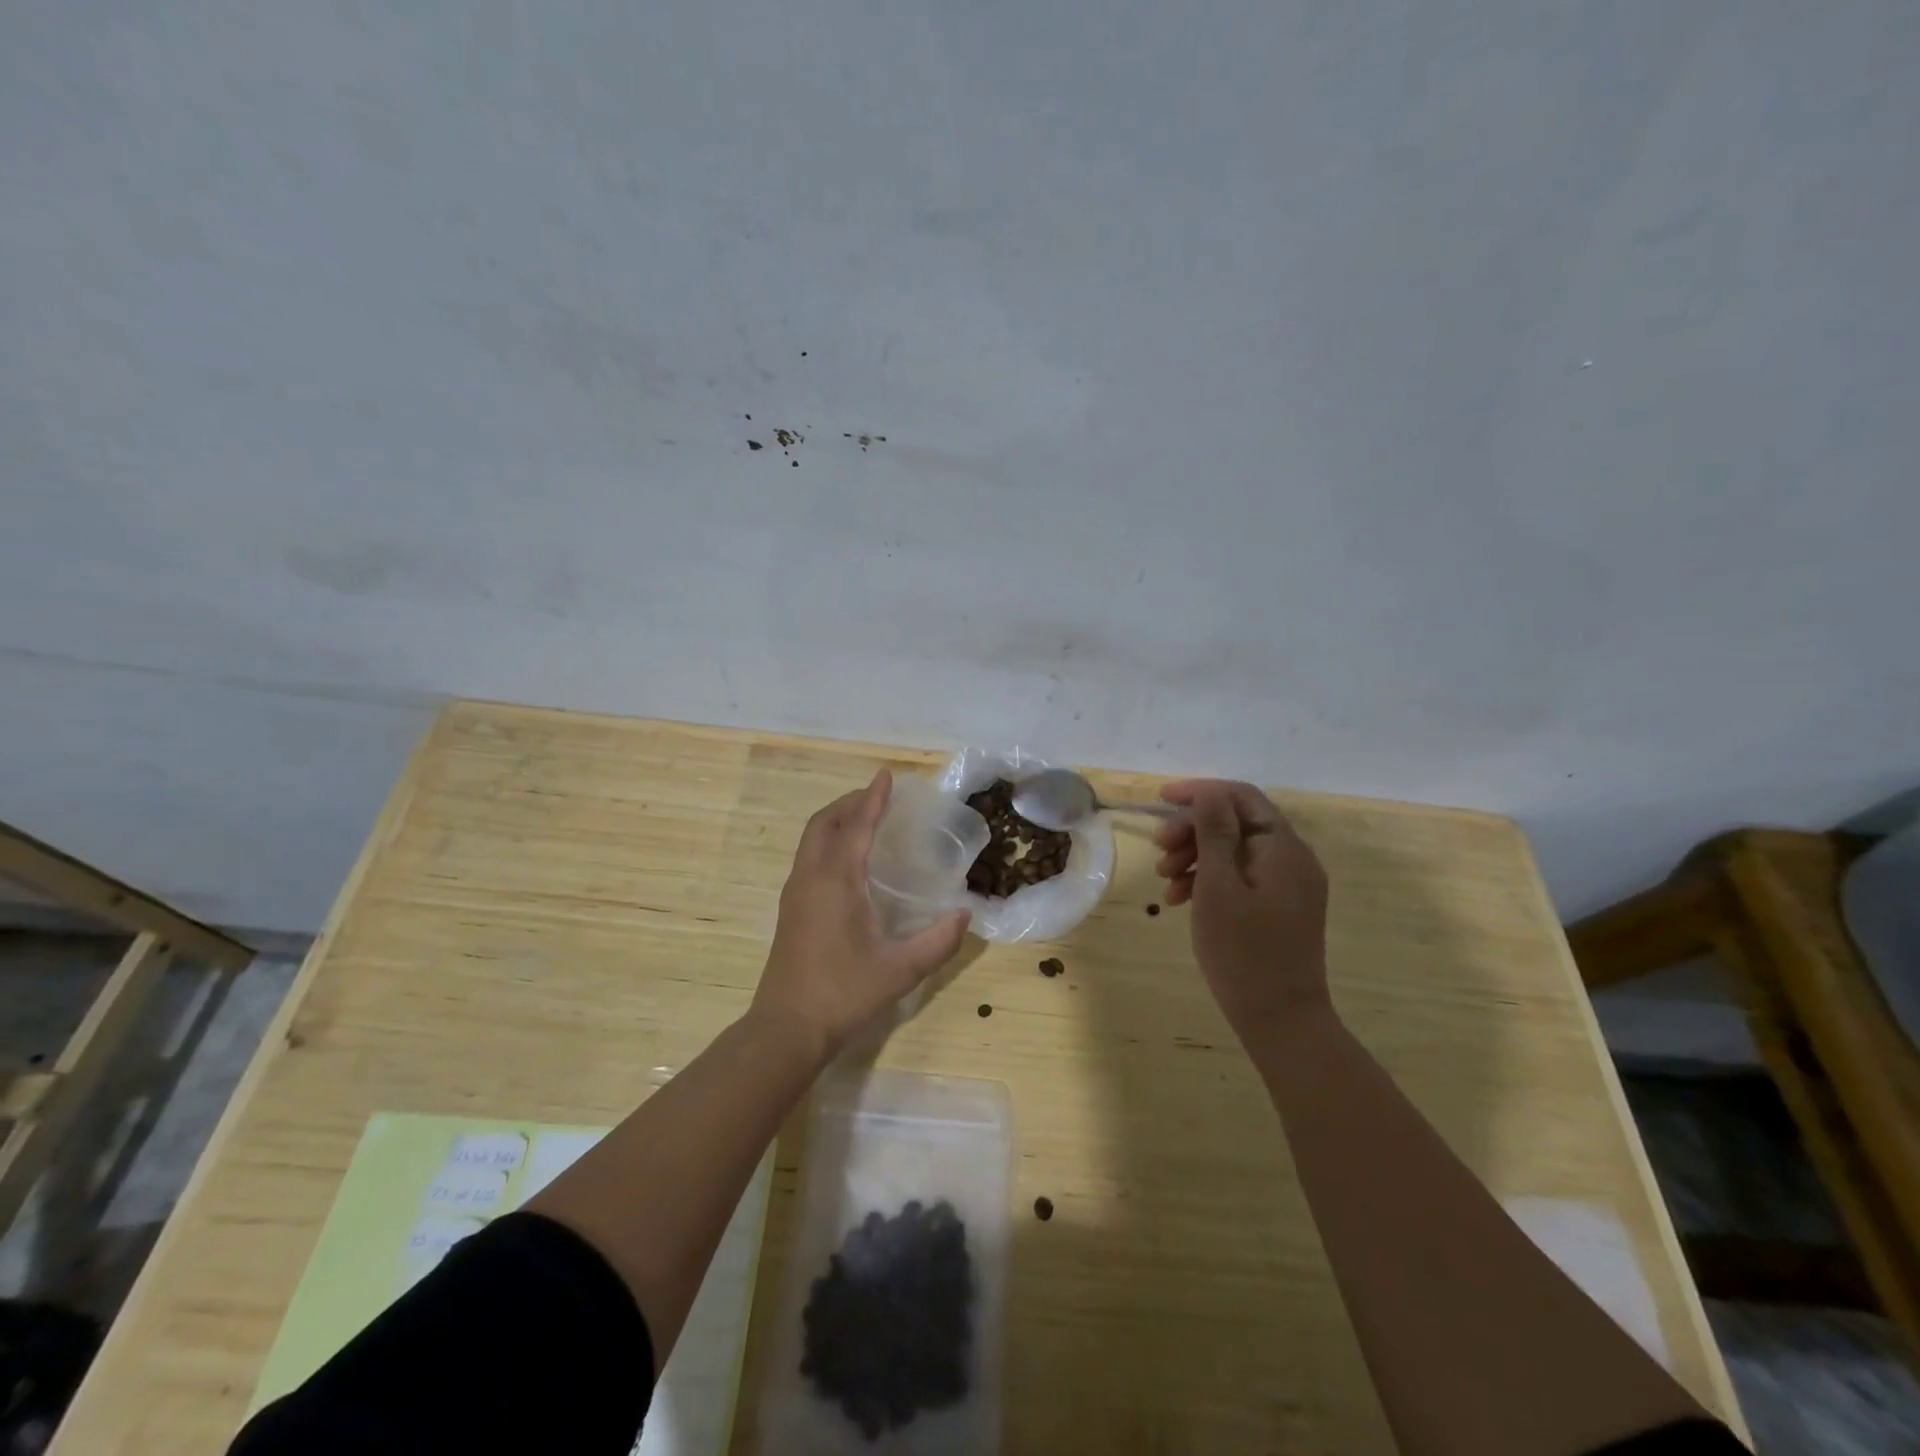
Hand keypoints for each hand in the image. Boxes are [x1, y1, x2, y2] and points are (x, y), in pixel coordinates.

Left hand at [757, 770, 971, 1059]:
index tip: (885, 776)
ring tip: (865, 820)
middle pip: (825, 822)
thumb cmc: (843, 993)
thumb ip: (938, 941)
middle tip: (878, 797)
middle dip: (850, 803)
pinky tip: (848, 862)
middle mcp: (811, 877)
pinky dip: (828, 842)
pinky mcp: (790, 909)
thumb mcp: (901, 970)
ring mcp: (795, 893)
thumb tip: (966, 915)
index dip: (873, 799)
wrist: (786, 1028)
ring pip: (812, 839)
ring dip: (836, 820)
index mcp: (836, 881)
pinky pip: (808, 857)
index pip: (856, 826)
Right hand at [1152, 779, 1330, 1034]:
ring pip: (1234, 850)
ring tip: (1164, 880)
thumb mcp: (1219, 886)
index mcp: (1283, 848)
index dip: (1199, 792)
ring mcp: (1288, 884)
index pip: (1241, 797)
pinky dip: (1209, 879)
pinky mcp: (1279, 907)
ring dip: (1195, 855)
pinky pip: (1241, 877)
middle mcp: (1292, 858)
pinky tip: (1180, 899)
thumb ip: (1214, 833)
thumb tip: (1208, 791)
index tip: (1159, 800)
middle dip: (1192, 829)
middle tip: (1158, 849)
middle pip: (1236, 822)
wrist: (1281, 1020)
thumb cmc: (1243, 951)